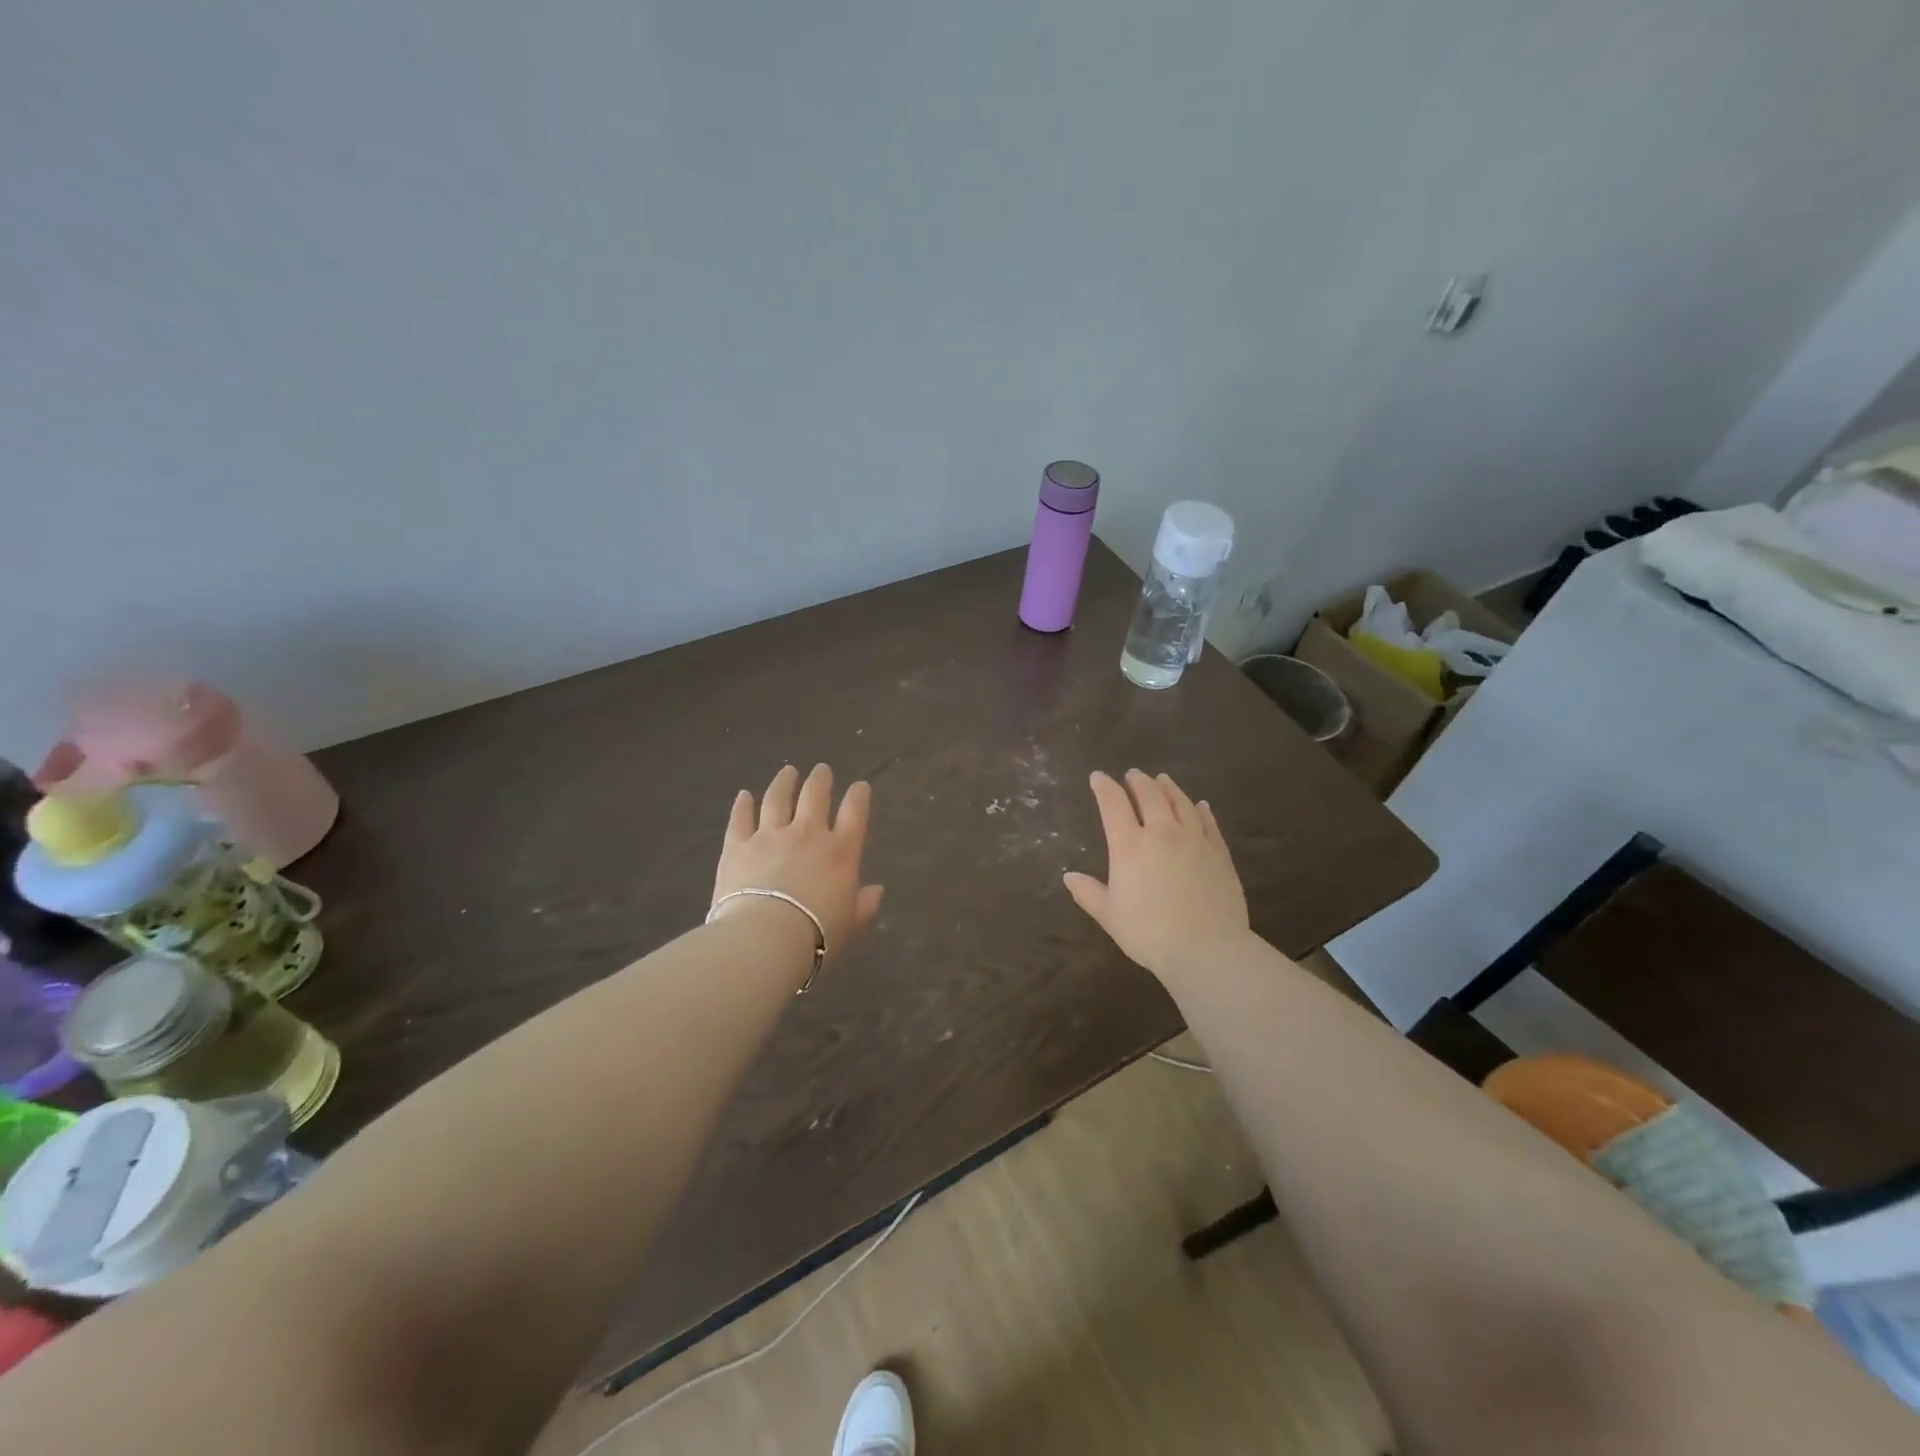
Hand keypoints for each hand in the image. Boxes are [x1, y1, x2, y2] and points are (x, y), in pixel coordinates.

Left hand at [711, 763, 883, 963]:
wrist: (765, 937)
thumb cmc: (817, 935)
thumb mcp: (851, 924)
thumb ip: (864, 905)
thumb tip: (876, 891)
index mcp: (840, 851)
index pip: (855, 813)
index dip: (859, 796)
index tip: (860, 786)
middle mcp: (807, 834)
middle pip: (815, 795)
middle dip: (820, 780)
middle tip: (821, 770)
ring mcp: (770, 836)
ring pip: (777, 799)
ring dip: (783, 782)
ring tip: (788, 771)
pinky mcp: (737, 845)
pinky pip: (740, 819)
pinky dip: (742, 805)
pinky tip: (744, 795)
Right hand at [1063, 769, 1249, 982]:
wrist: (1207, 949)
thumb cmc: (1149, 933)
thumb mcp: (1109, 916)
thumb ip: (1088, 893)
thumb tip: (1069, 876)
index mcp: (1129, 846)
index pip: (1113, 804)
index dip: (1104, 787)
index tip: (1098, 777)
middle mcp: (1161, 833)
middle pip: (1149, 796)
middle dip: (1138, 782)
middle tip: (1133, 775)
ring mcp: (1194, 840)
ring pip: (1180, 803)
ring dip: (1168, 788)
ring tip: (1162, 779)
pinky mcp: (1219, 852)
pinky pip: (1208, 823)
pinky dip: (1201, 810)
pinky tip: (1200, 805)